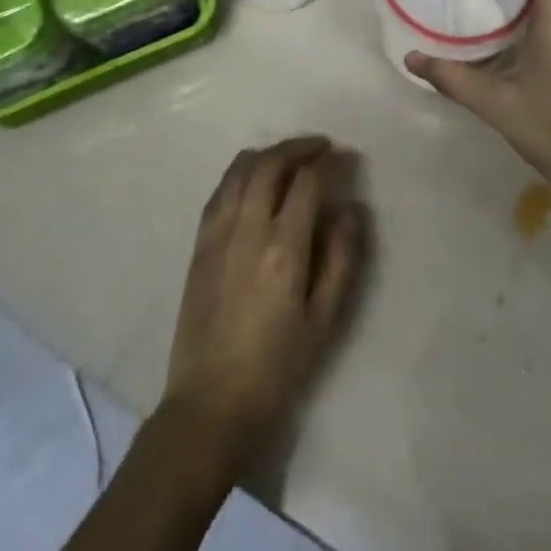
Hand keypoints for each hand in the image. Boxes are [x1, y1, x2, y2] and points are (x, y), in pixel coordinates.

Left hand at [163, 136, 363, 467]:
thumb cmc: (277, 367)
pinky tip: (253, 179)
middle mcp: (247, 229)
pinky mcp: (199, 245)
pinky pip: (219, 191)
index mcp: (283, 248)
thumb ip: (341, 258)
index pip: (308, 182)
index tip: (348, 159)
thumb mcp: (324, 320)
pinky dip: (240, 172)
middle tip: (322, 148)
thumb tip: (350, 209)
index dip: (331, 163)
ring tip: (290, 157)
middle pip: (271, 164)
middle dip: (299, 147)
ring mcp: (217, 234)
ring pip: (240, 170)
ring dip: (269, 154)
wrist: (211, 403)